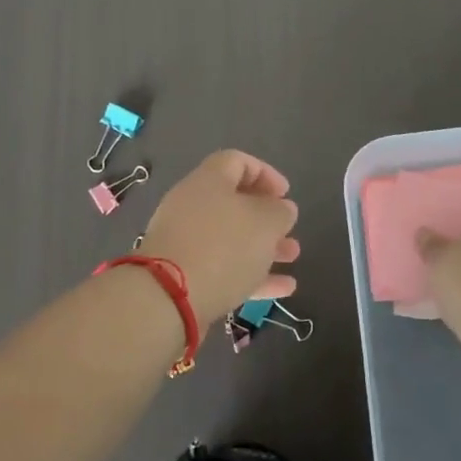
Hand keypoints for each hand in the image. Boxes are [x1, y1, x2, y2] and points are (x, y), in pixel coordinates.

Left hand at [138, 150, 299, 322]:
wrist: (168, 299)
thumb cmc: (223, 246)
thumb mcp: (265, 222)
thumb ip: (280, 211)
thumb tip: (282, 209)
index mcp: (209, 181)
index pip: (237, 161)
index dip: (265, 173)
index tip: (286, 194)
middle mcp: (192, 206)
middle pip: (234, 202)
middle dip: (266, 216)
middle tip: (289, 229)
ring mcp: (186, 242)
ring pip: (231, 238)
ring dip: (263, 246)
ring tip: (292, 257)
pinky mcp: (184, 276)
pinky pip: (223, 268)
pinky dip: (252, 275)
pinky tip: (283, 289)